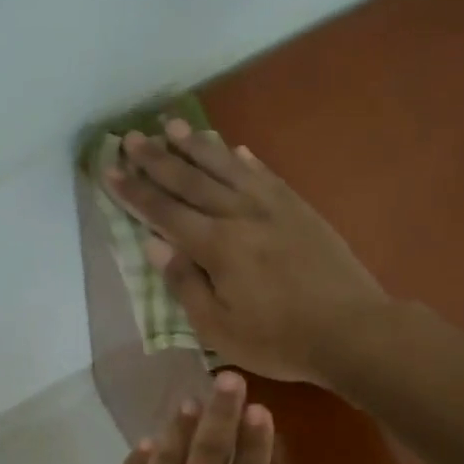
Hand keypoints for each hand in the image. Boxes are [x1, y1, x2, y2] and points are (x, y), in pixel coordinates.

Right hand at [106, 120, 389, 385]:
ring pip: (227, 166)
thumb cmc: (278, 339)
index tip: (110, 170)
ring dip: (196, 144)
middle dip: (157, 158)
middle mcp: (240, 215)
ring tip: (171, 125)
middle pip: (191, 179)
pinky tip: (233, 148)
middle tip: (131, 137)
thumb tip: (154, 244)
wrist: (352, 330)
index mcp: (217, 246)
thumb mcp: (218, 328)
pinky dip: (244, 158)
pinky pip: (265, 174)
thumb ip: (184, 283)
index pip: (165, 211)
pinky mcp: (299, 208)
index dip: (135, 191)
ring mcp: (273, 206)